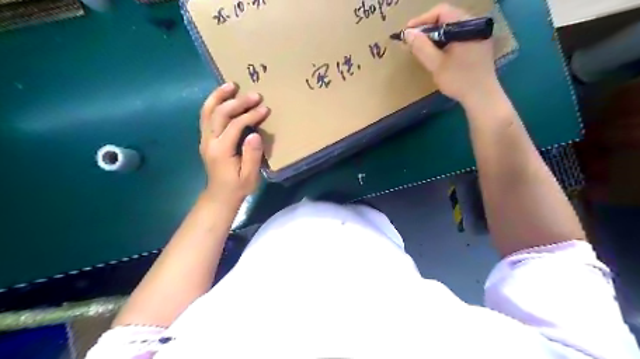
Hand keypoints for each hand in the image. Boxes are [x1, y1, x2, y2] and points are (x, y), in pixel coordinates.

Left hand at [199, 81, 269, 204]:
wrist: (220, 196)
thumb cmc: (238, 187)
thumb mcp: (250, 176)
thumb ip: (252, 155)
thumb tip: (254, 134)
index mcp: (221, 150)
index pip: (235, 125)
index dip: (251, 115)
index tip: (264, 109)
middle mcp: (209, 141)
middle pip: (220, 113)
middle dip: (238, 102)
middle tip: (255, 95)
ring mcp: (204, 138)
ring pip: (207, 111)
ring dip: (219, 96)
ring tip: (231, 85)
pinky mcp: (205, 138)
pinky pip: (206, 116)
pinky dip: (213, 103)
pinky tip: (222, 96)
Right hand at [405, 2, 498, 106]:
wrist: (482, 97)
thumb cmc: (459, 80)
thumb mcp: (436, 64)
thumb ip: (421, 47)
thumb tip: (407, 33)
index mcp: (467, 25)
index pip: (441, 11)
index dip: (422, 20)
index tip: (408, 32)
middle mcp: (475, 24)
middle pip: (447, 18)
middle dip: (427, 28)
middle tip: (413, 41)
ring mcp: (479, 34)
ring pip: (452, 27)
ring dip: (435, 36)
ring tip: (422, 48)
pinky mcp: (479, 44)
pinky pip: (459, 36)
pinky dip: (445, 41)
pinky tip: (437, 53)